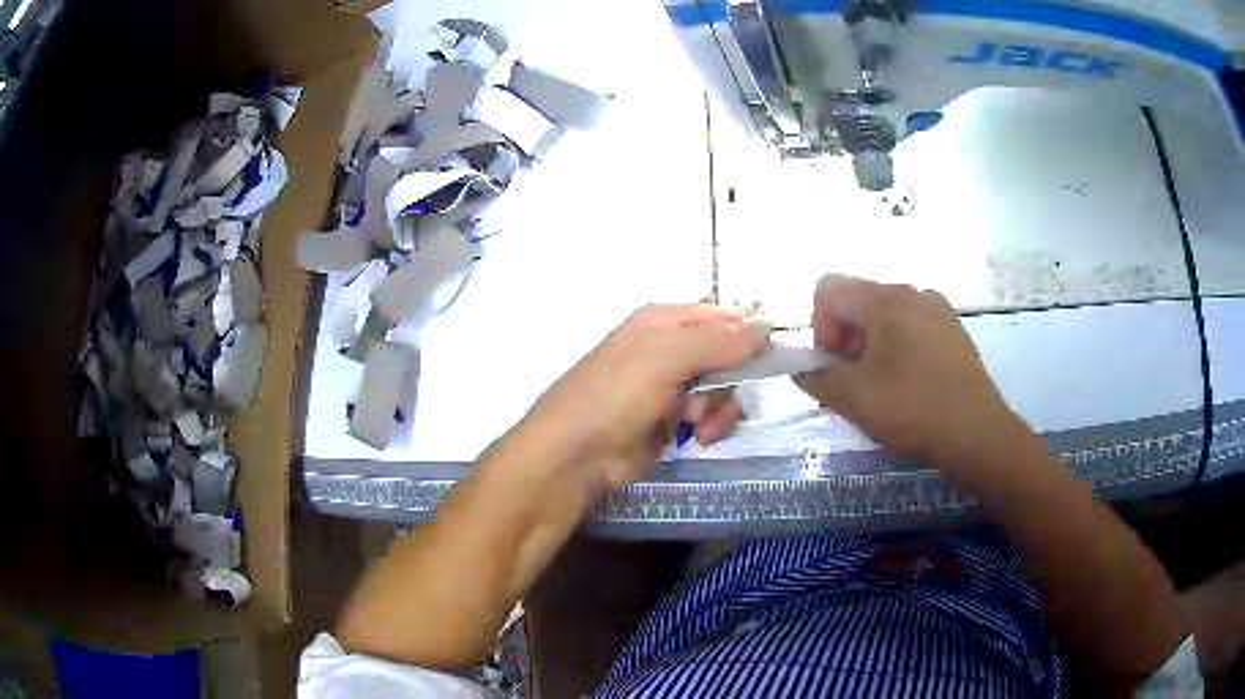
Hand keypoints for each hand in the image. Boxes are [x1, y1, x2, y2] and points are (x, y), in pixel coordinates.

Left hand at [514, 305, 767, 493]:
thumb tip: (764, 329)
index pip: (718, 317)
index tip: (769, 359)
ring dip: (719, 408)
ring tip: (700, 428)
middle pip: (725, 356)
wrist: (575, 456)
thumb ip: (717, 343)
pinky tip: (699, 439)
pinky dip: (710, 426)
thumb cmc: (615, 396)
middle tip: (714, 400)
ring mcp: (668, 386)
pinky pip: (708, 415)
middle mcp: (667, 349)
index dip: (745, 335)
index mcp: (661, 322)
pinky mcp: (670, 420)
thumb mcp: (665, 359)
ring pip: (721, 388)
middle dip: (728, 381)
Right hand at [793, 275, 1033, 472]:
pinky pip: (912, 327)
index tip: (833, 365)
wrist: (977, 432)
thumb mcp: (853, 399)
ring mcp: (938, 309)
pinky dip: (898, 348)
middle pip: (858, 301)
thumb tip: (803, 372)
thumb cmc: (912, 409)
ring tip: (881, 388)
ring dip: (870, 346)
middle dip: (844, 339)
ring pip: (886, 315)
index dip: (818, 326)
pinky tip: (909, 385)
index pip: (828, 289)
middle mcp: (912, 292)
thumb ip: (817, 380)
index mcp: (885, 299)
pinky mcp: (954, 330)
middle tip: (853, 383)